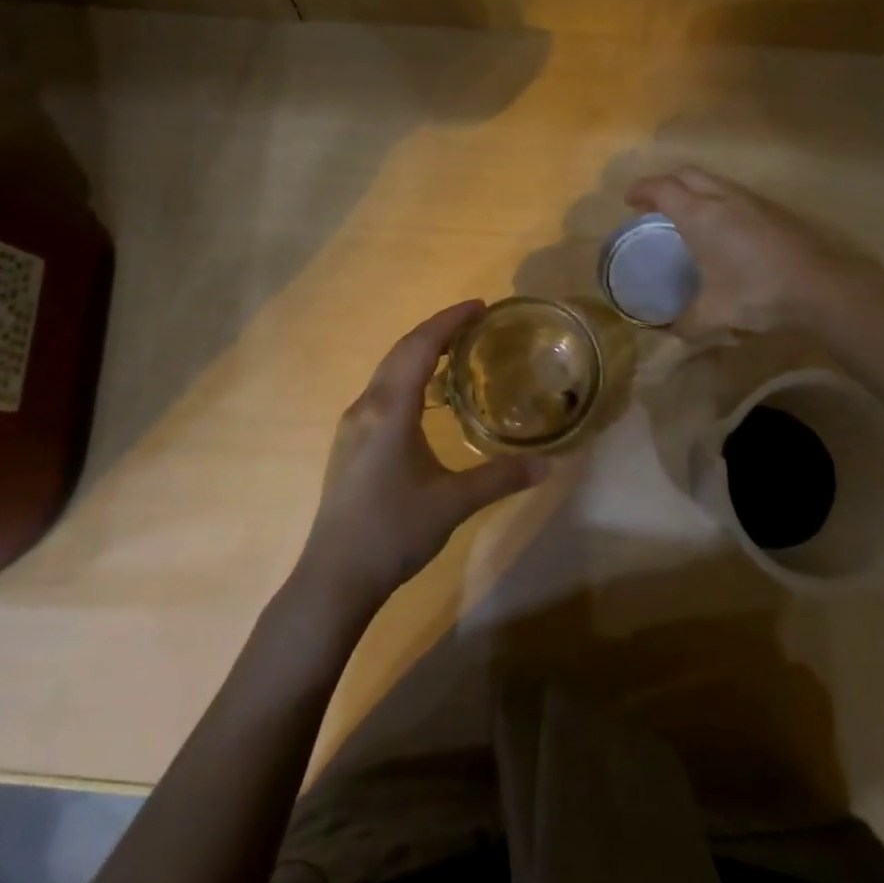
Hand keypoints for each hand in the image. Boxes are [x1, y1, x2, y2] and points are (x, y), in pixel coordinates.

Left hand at [296, 301, 550, 612]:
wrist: (334, 576)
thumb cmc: (394, 531)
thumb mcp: (453, 503)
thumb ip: (501, 478)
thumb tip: (548, 465)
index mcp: (390, 409)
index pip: (421, 347)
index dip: (449, 321)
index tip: (480, 306)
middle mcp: (367, 406)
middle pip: (401, 351)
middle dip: (437, 330)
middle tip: (474, 322)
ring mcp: (353, 424)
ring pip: (388, 370)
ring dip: (420, 352)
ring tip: (455, 351)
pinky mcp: (349, 443)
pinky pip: (381, 390)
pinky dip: (407, 375)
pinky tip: (425, 396)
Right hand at [626, 166, 883, 338]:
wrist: (821, 286)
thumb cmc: (758, 292)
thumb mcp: (715, 314)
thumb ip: (686, 322)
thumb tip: (668, 331)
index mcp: (700, 215)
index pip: (662, 188)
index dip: (642, 190)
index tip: (629, 201)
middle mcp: (723, 198)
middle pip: (686, 174)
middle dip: (665, 184)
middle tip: (653, 205)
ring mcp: (751, 200)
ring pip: (713, 181)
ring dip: (693, 190)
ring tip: (685, 215)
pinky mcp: (772, 209)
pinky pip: (733, 193)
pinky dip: (716, 199)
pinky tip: (722, 228)